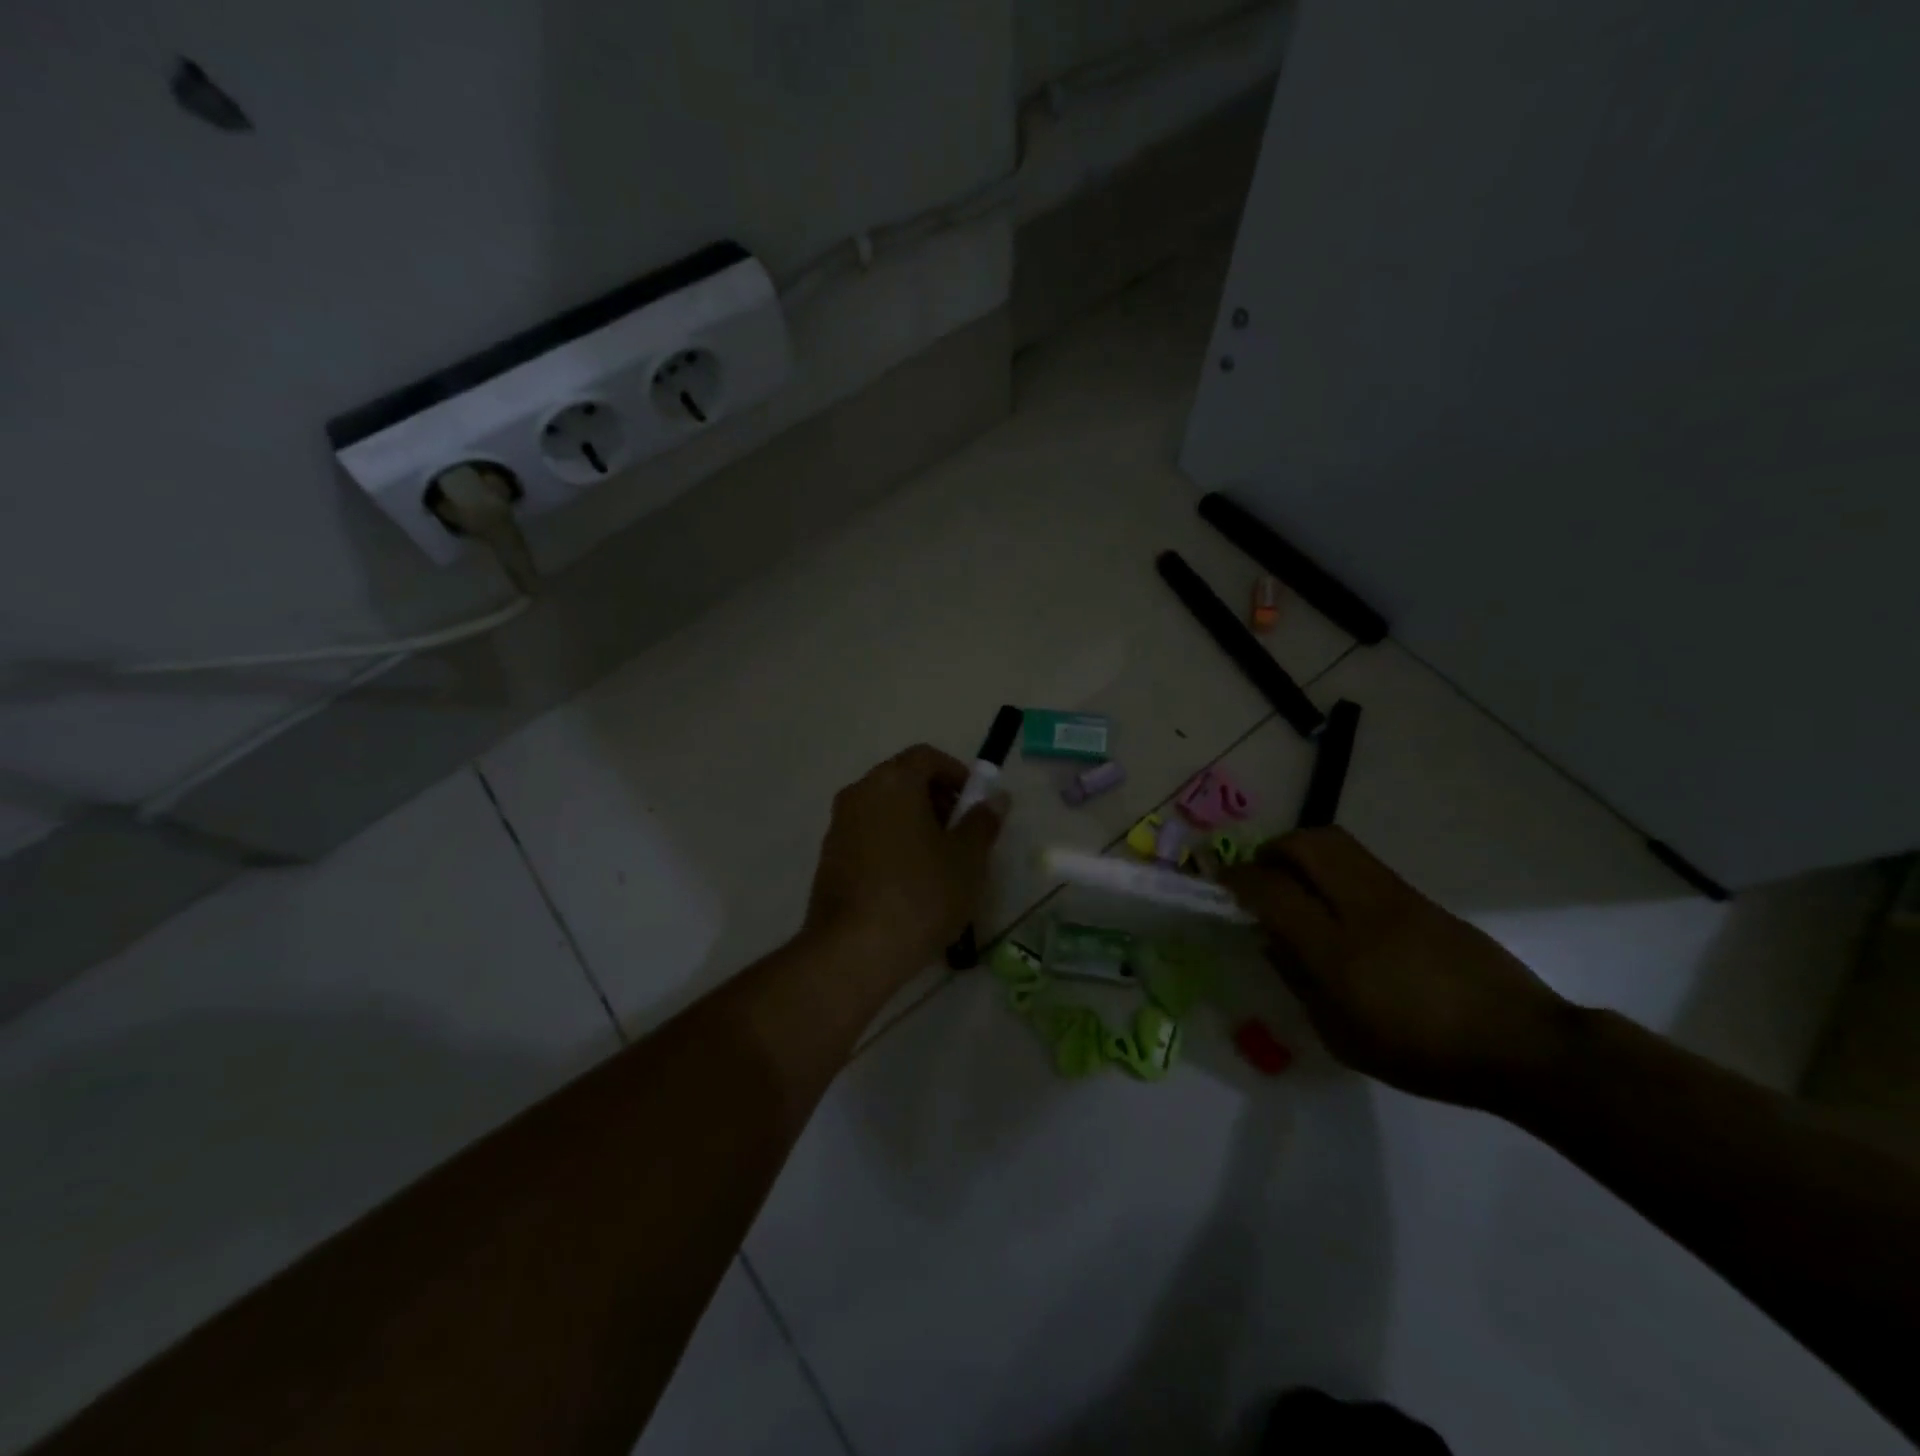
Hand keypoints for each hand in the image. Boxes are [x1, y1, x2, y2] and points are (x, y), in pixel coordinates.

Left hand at [803, 745, 1008, 985]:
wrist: (855, 950)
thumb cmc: (921, 894)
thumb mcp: (967, 860)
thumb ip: (982, 823)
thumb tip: (996, 799)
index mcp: (894, 782)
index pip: (926, 756)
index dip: (955, 773)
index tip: (974, 802)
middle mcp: (860, 793)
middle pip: (902, 779)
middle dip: (935, 798)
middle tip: (960, 833)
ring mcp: (839, 825)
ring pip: (883, 808)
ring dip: (912, 822)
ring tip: (938, 862)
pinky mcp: (829, 857)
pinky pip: (867, 835)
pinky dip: (890, 843)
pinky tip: (908, 883)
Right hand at [1222, 827, 1572, 1109]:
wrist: (1521, 1045)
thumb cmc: (1421, 1054)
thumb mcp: (1341, 1036)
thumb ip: (1298, 981)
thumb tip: (1270, 940)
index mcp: (1337, 951)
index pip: (1271, 891)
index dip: (1237, 878)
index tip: (1219, 881)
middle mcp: (1363, 909)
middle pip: (1307, 844)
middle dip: (1272, 849)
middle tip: (1260, 873)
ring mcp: (1396, 896)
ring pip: (1337, 843)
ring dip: (1303, 852)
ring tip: (1295, 882)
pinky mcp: (1420, 897)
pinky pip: (1363, 864)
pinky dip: (1334, 869)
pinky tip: (1338, 906)